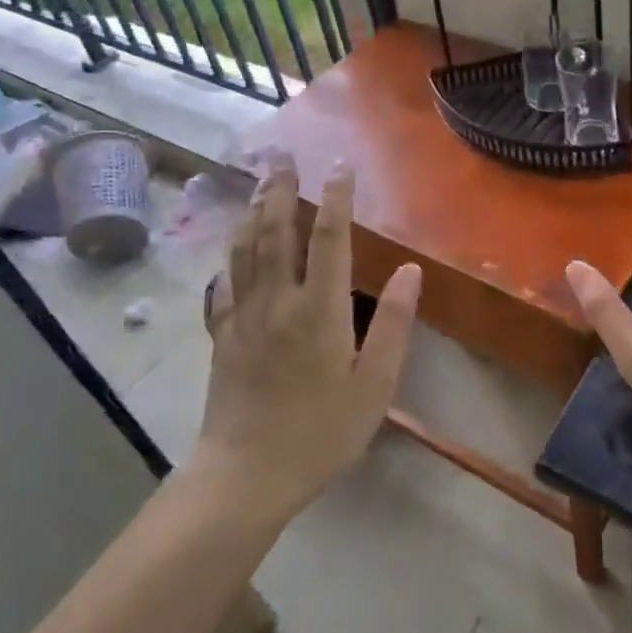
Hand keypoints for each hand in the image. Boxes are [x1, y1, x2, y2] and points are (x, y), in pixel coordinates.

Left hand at [196, 157, 420, 521]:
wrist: (245, 475)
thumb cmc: (320, 432)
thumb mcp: (374, 385)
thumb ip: (392, 324)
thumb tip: (409, 270)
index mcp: (319, 310)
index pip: (329, 239)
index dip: (336, 198)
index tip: (340, 167)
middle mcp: (277, 302)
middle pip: (277, 232)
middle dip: (281, 190)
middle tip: (284, 157)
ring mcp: (243, 317)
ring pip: (245, 250)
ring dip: (252, 211)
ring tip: (258, 184)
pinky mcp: (222, 336)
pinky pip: (223, 284)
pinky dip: (229, 256)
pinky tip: (232, 246)